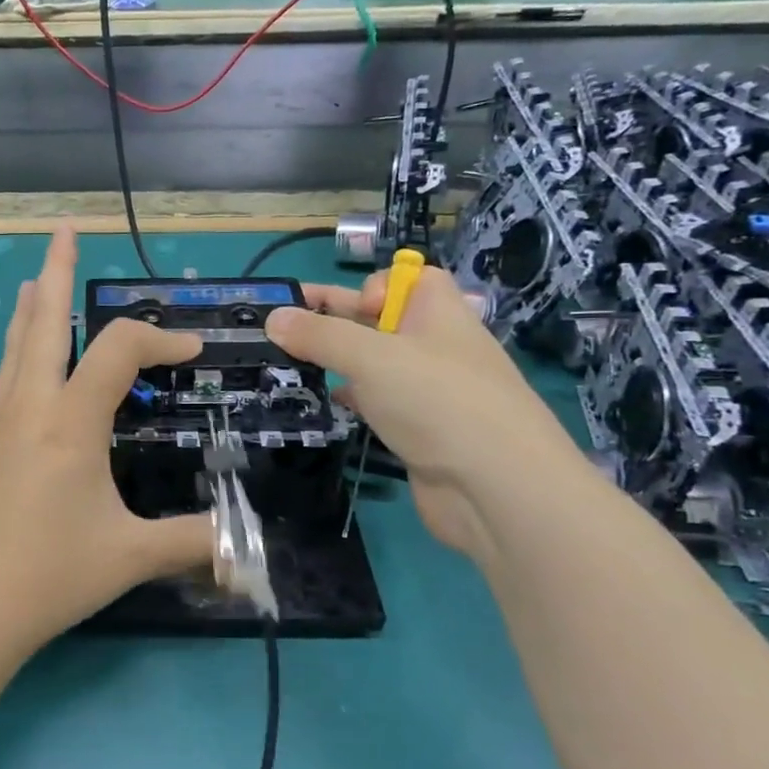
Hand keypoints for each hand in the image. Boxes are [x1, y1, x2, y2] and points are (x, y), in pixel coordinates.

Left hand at [0, 229, 214, 652]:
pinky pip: (4, 382)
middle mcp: (27, 408)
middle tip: (62, 229)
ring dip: (30, 310)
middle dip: (56, 271)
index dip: (159, 340)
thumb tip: (249, 550)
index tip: (192, 352)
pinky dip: (20, 355)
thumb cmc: (49, 575)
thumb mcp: (130, 556)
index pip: (117, 351)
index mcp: (68, 421)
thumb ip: (193, 542)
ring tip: (34, 282)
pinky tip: (25, 370)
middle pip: (41, 322)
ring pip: (14, 349)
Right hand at [265, 267, 580, 562]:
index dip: (372, 286)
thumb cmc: (437, 402)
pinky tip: (323, 404)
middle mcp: (433, 346)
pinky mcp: (417, 429)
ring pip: (373, 364)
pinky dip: (349, 399)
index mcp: (437, 313)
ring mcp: (427, 391)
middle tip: (281, 329)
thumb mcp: (371, 357)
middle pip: (379, 320)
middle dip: (335, 321)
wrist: (496, 489)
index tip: (346, 309)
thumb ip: (319, 336)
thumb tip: (272, 318)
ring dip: (335, 362)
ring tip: (287, 365)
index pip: (407, 280)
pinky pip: (376, 402)